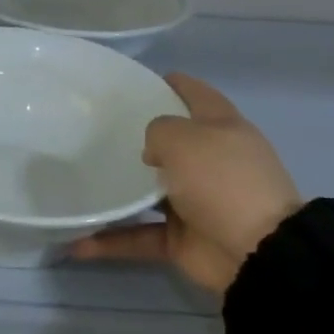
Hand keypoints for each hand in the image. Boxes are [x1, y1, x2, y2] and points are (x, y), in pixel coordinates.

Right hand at [72, 73, 300, 294]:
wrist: (255, 251)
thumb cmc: (221, 179)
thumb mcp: (184, 138)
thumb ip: (158, 132)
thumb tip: (153, 153)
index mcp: (222, 129)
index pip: (196, 95)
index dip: (171, 84)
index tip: (136, 82)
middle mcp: (210, 162)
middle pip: (171, 144)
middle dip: (137, 139)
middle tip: (95, 132)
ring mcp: (195, 202)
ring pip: (148, 192)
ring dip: (117, 192)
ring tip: (79, 182)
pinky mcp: (181, 239)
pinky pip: (139, 236)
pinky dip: (111, 241)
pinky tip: (77, 242)